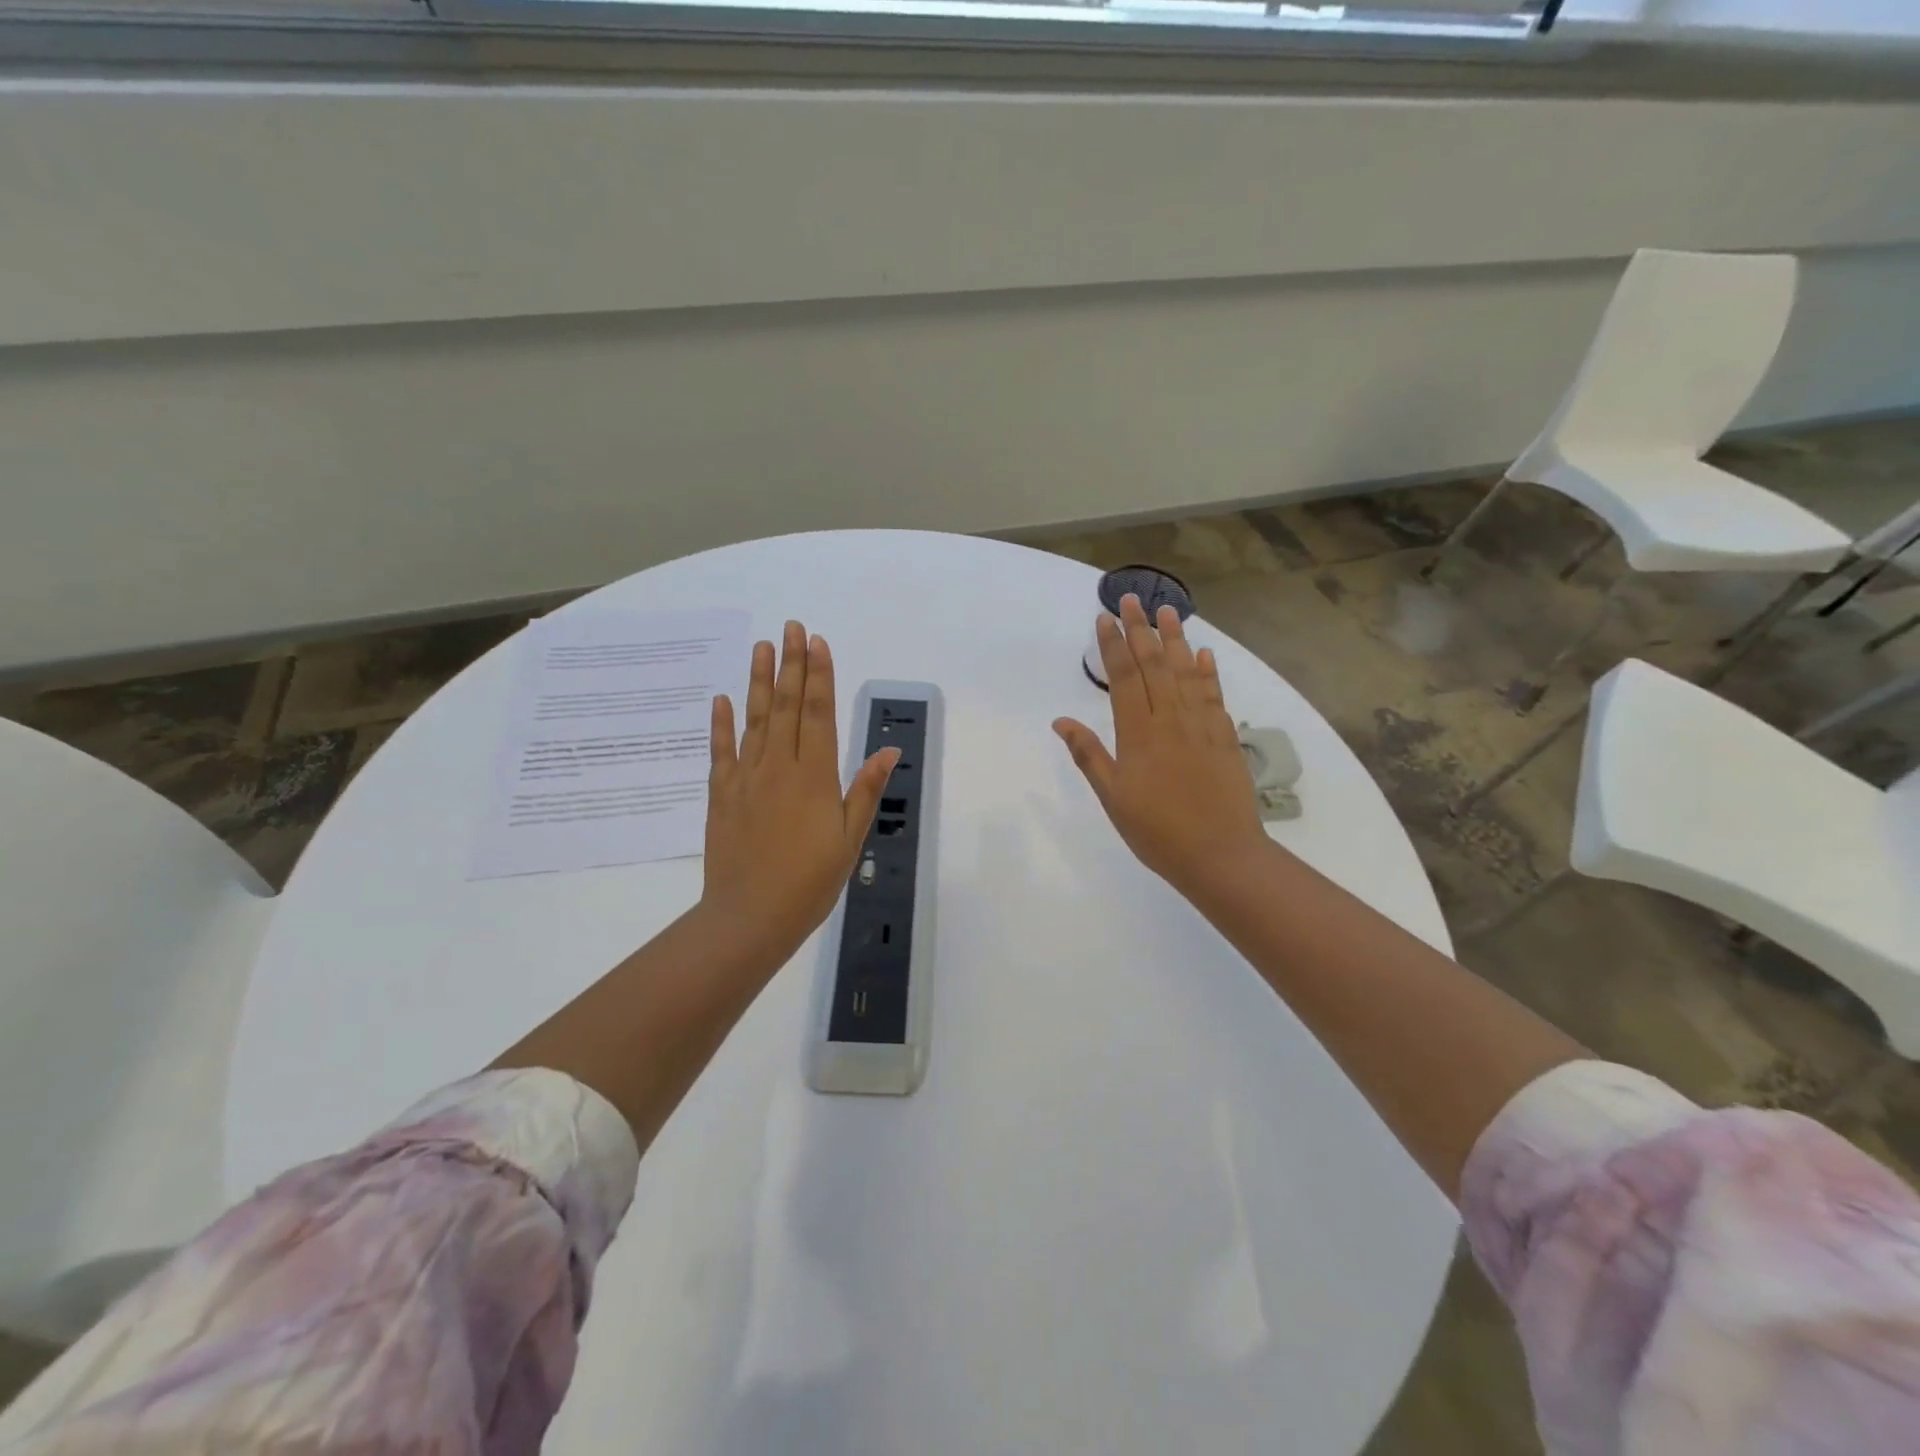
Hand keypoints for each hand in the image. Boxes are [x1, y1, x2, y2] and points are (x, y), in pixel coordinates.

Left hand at [701, 621, 899, 960]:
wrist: (750, 916)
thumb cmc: (810, 881)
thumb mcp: (850, 839)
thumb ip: (864, 790)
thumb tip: (888, 750)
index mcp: (813, 776)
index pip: (818, 714)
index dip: (819, 676)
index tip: (818, 643)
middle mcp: (778, 766)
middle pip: (787, 706)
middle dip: (792, 664)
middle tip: (792, 628)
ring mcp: (746, 778)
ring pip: (754, 719)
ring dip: (760, 681)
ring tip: (762, 647)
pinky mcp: (722, 794)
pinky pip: (721, 751)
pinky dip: (721, 723)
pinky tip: (723, 699)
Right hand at [1054, 594, 1270, 901]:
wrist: (1220, 854)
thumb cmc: (1156, 831)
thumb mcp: (1113, 798)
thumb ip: (1089, 755)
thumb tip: (1061, 721)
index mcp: (1139, 733)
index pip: (1124, 677)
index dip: (1113, 645)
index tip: (1105, 617)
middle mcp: (1171, 719)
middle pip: (1155, 664)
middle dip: (1141, 629)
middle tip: (1133, 598)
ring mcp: (1202, 726)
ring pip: (1186, 673)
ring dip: (1176, 639)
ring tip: (1169, 610)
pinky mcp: (1226, 738)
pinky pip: (1215, 696)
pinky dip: (1208, 672)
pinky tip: (1204, 654)